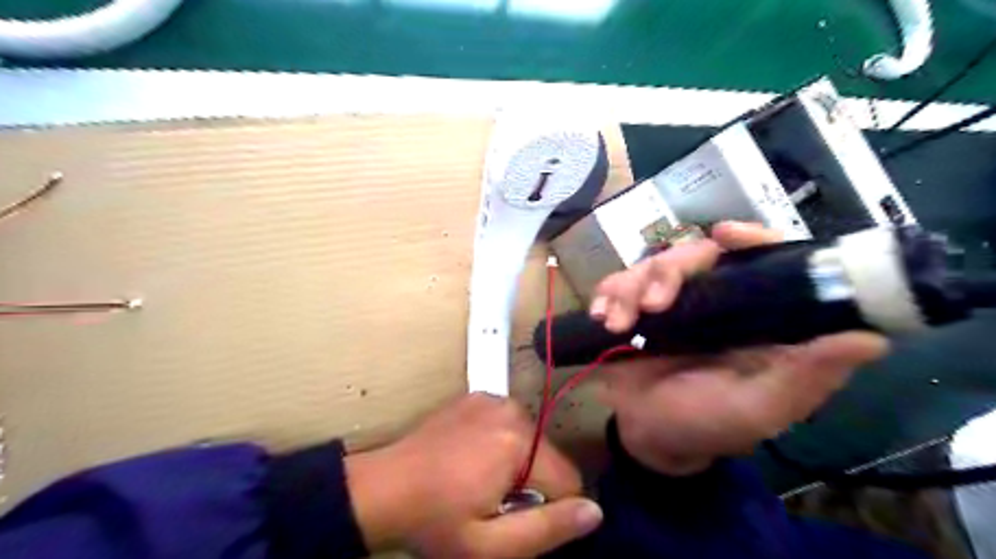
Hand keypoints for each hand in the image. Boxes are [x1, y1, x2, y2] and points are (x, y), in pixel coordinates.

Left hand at [347, 394, 601, 558]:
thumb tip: (594, 511)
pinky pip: (510, 425)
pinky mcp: (479, 396)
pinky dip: (501, 443)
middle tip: (491, 502)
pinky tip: (470, 458)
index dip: (551, 510)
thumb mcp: (490, 545)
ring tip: (478, 480)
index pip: (569, 481)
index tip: (517, 518)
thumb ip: (548, 529)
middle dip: (532, 485)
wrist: (383, 487)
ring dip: (517, 464)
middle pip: (549, 458)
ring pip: (531, 441)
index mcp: (518, 443)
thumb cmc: (435, 520)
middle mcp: (512, 411)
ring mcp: (493, 399)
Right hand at [589, 222, 886, 474]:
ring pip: (650, 265)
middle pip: (694, 255)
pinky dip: (606, 294)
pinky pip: (615, 284)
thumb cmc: (707, 425)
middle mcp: (712, 302)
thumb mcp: (760, 409)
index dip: (749, 239)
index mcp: (750, 317)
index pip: (760, 261)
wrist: (649, 436)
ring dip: (629, 287)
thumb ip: (806, 378)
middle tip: (652, 304)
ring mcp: (668, 304)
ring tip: (617, 323)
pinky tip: (601, 316)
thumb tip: (870, 338)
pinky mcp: (632, 310)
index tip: (723, 235)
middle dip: (669, 271)